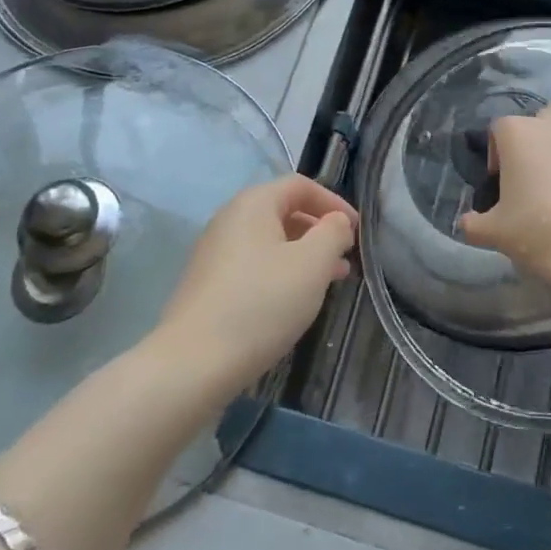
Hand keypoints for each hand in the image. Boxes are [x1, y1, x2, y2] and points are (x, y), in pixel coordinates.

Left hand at [155, 175, 356, 394]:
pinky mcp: (209, 284)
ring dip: (304, 254)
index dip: (334, 202)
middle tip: (346, 258)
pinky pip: (255, 264)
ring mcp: (215, 252)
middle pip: (284, 211)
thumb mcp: (313, 263)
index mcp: (253, 203)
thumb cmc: (261, 303)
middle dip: (320, 231)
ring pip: (270, 241)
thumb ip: (333, 233)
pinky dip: (281, 272)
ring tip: (330, 281)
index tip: (357, 230)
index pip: (301, 185)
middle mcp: (230, 219)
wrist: (193, 363)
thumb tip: (336, 222)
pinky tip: (294, 301)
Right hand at [458, 107, 550, 291]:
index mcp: (518, 132)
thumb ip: (474, 224)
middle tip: (527, 185)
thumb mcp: (495, 233)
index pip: (497, 130)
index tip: (499, 187)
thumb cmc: (541, 230)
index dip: (495, 156)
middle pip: (534, 126)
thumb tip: (467, 223)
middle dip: (528, 148)